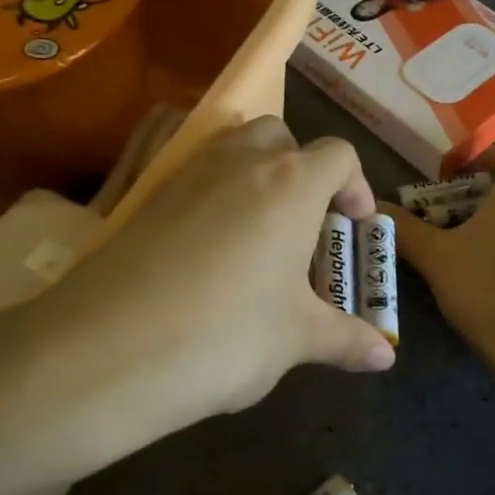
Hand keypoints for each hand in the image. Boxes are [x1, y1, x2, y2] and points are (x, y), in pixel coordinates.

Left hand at [22, 117, 394, 462]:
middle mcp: (240, 162)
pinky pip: (193, 175)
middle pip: (282, 137)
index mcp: (292, 184)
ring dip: (256, 176)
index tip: (355, 226)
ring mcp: (186, 173)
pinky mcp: (145, 196)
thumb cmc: (226, 335)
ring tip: (259, 235)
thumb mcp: (295, 339)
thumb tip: (386, 357)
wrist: (109, 349)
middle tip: (306, 225)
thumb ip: (346, 339)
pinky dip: (213, 195)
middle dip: (302, 169)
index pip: (339, 156)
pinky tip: (209, 252)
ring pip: (232, 149)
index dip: (357, 186)